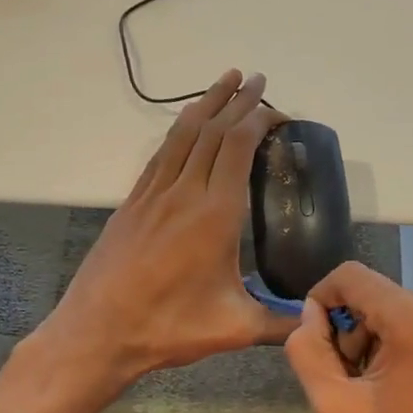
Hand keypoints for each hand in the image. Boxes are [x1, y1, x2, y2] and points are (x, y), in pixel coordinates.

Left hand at [44, 70, 296, 388]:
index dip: (259, 120)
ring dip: (206, 104)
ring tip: (224, 81)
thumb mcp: (234, 329)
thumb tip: (315, 322)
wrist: (96, 332)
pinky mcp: (132, 204)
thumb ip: (281, 324)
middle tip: (257, 79)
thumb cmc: (168, 327)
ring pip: (182, 135)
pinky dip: (179, 131)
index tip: (279, 111)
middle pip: (212, 131)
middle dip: (237, 100)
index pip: (238, 147)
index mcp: (214, 214)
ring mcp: (153, 195)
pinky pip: (160, 155)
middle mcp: (183, 192)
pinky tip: (185, 127)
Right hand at [284, 261, 412, 412]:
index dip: (324, 298)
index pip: (353, 276)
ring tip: (385, 386)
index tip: (318, 338)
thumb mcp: (334, 409)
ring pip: (408, 308)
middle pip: (381, 294)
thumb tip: (311, 315)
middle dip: (356, 328)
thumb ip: (308, 351)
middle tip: (353, 377)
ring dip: (384, 337)